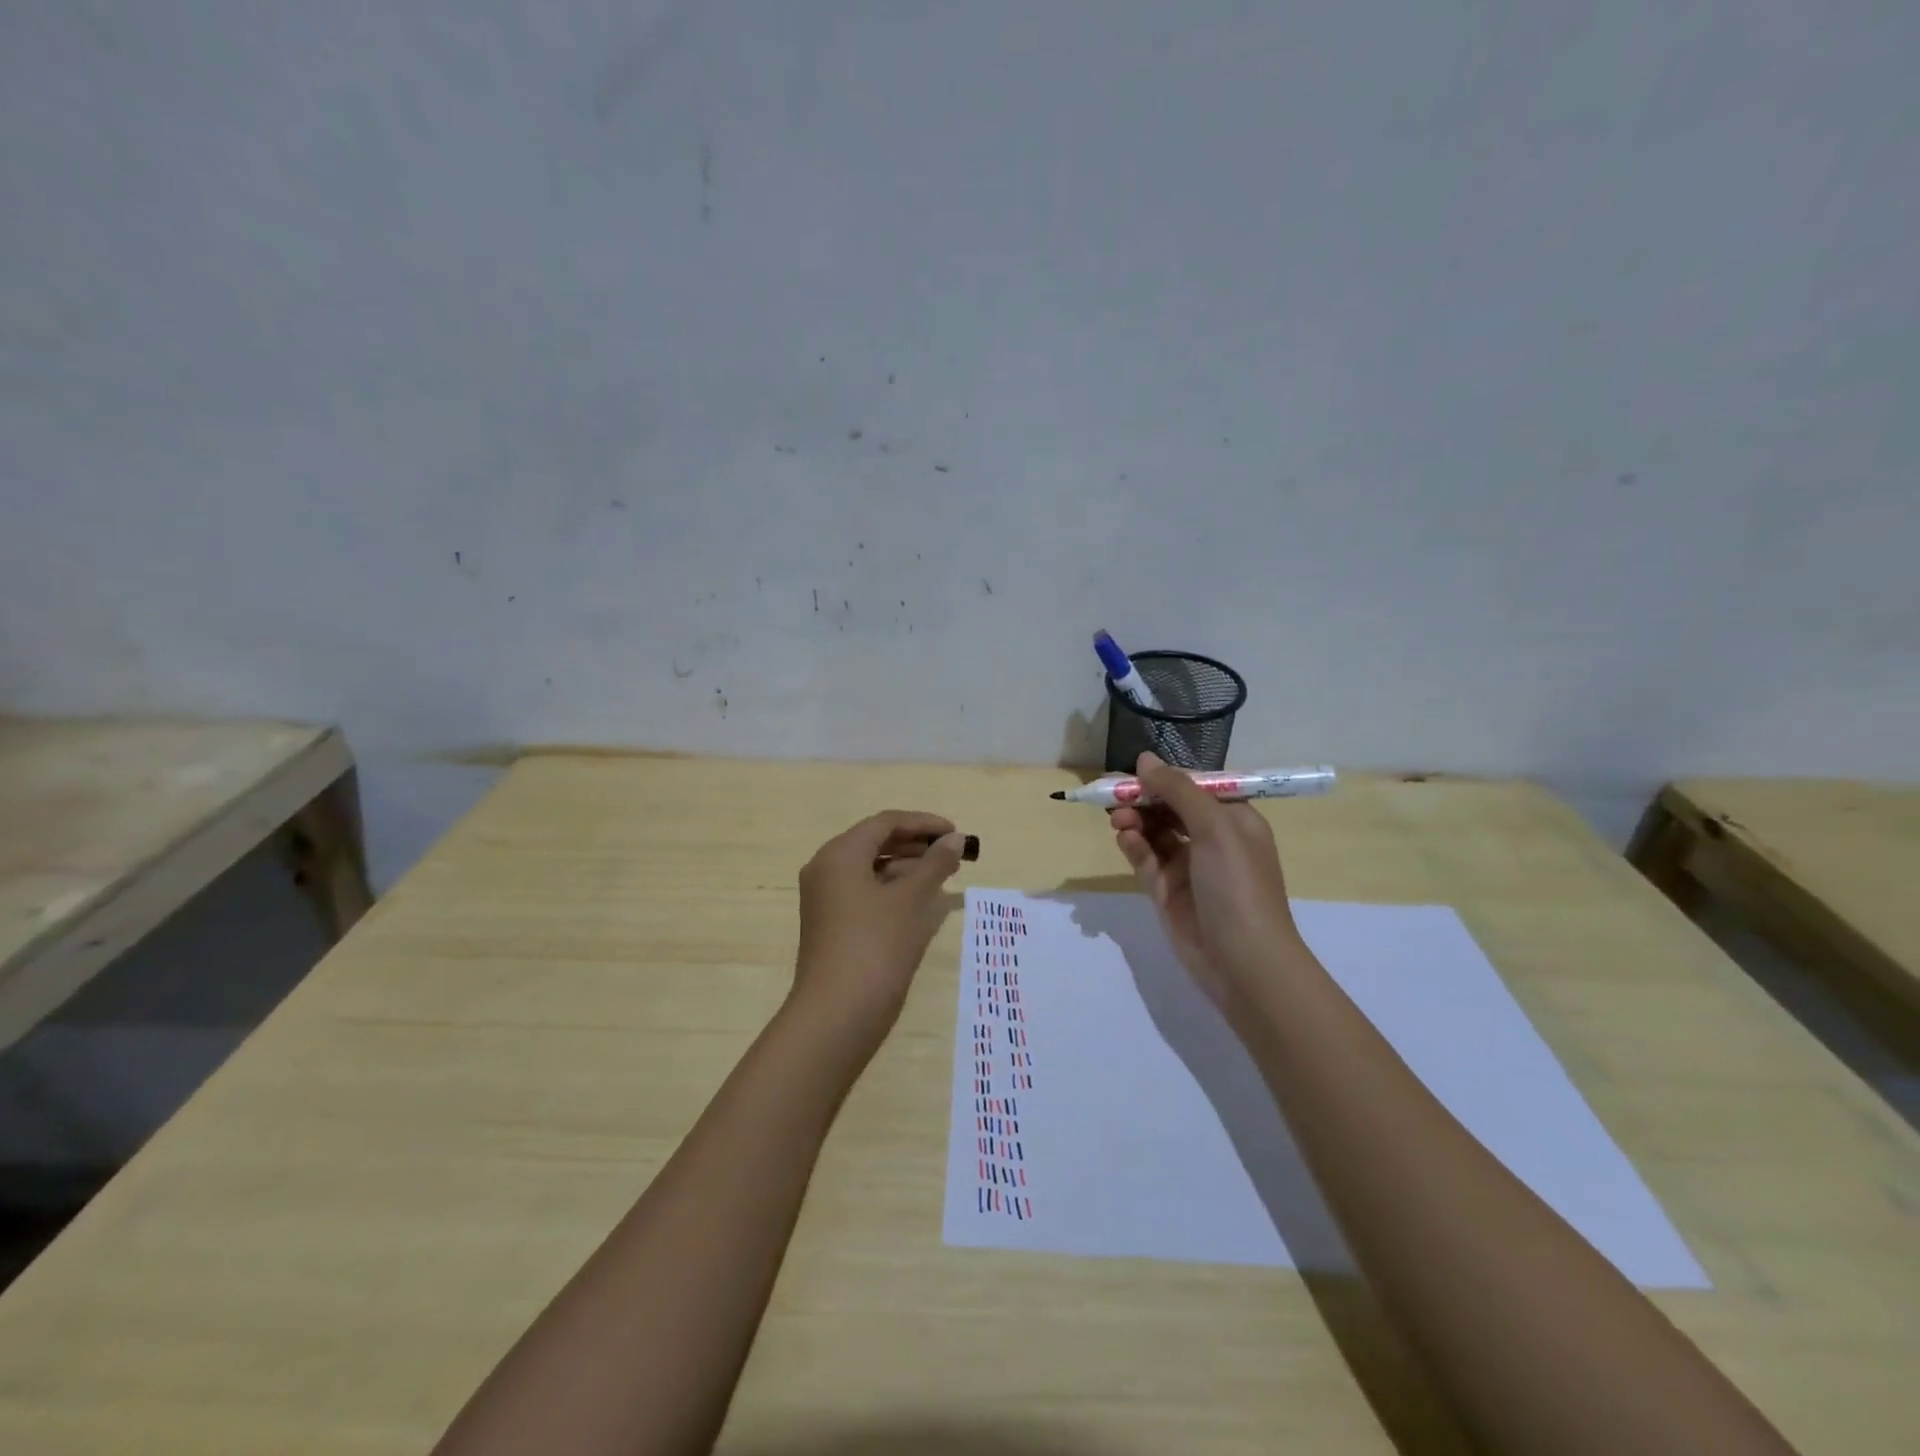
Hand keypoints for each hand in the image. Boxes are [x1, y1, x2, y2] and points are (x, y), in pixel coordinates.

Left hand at [792, 810, 965, 1043]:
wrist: (836, 1016)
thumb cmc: (876, 946)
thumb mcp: (912, 900)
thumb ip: (935, 864)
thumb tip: (954, 839)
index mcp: (839, 854)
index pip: (885, 823)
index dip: (924, 824)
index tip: (956, 834)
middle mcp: (826, 869)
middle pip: (875, 843)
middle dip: (916, 845)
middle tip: (953, 855)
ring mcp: (825, 900)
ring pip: (871, 869)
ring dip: (907, 868)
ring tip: (943, 878)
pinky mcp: (831, 926)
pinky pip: (865, 893)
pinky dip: (893, 891)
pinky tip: (920, 904)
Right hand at [1109, 754, 1302, 1009]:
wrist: (1243, 962)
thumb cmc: (1237, 885)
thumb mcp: (1215, 828)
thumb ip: (1178, 791)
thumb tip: (1144, 759)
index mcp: (1234, 820)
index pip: (1195, 788)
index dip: (1166, 779)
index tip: (1136, 773)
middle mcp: (1213, 840)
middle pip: (1171, 808)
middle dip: (1145, 799)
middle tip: (1115, 797)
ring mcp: (1189, 867)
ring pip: (1155, 832)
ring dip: (1136, 820)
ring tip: (1118, 819)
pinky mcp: (1167, 891)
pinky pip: (1146, 859)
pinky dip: (1134, 846)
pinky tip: (1124, 838)